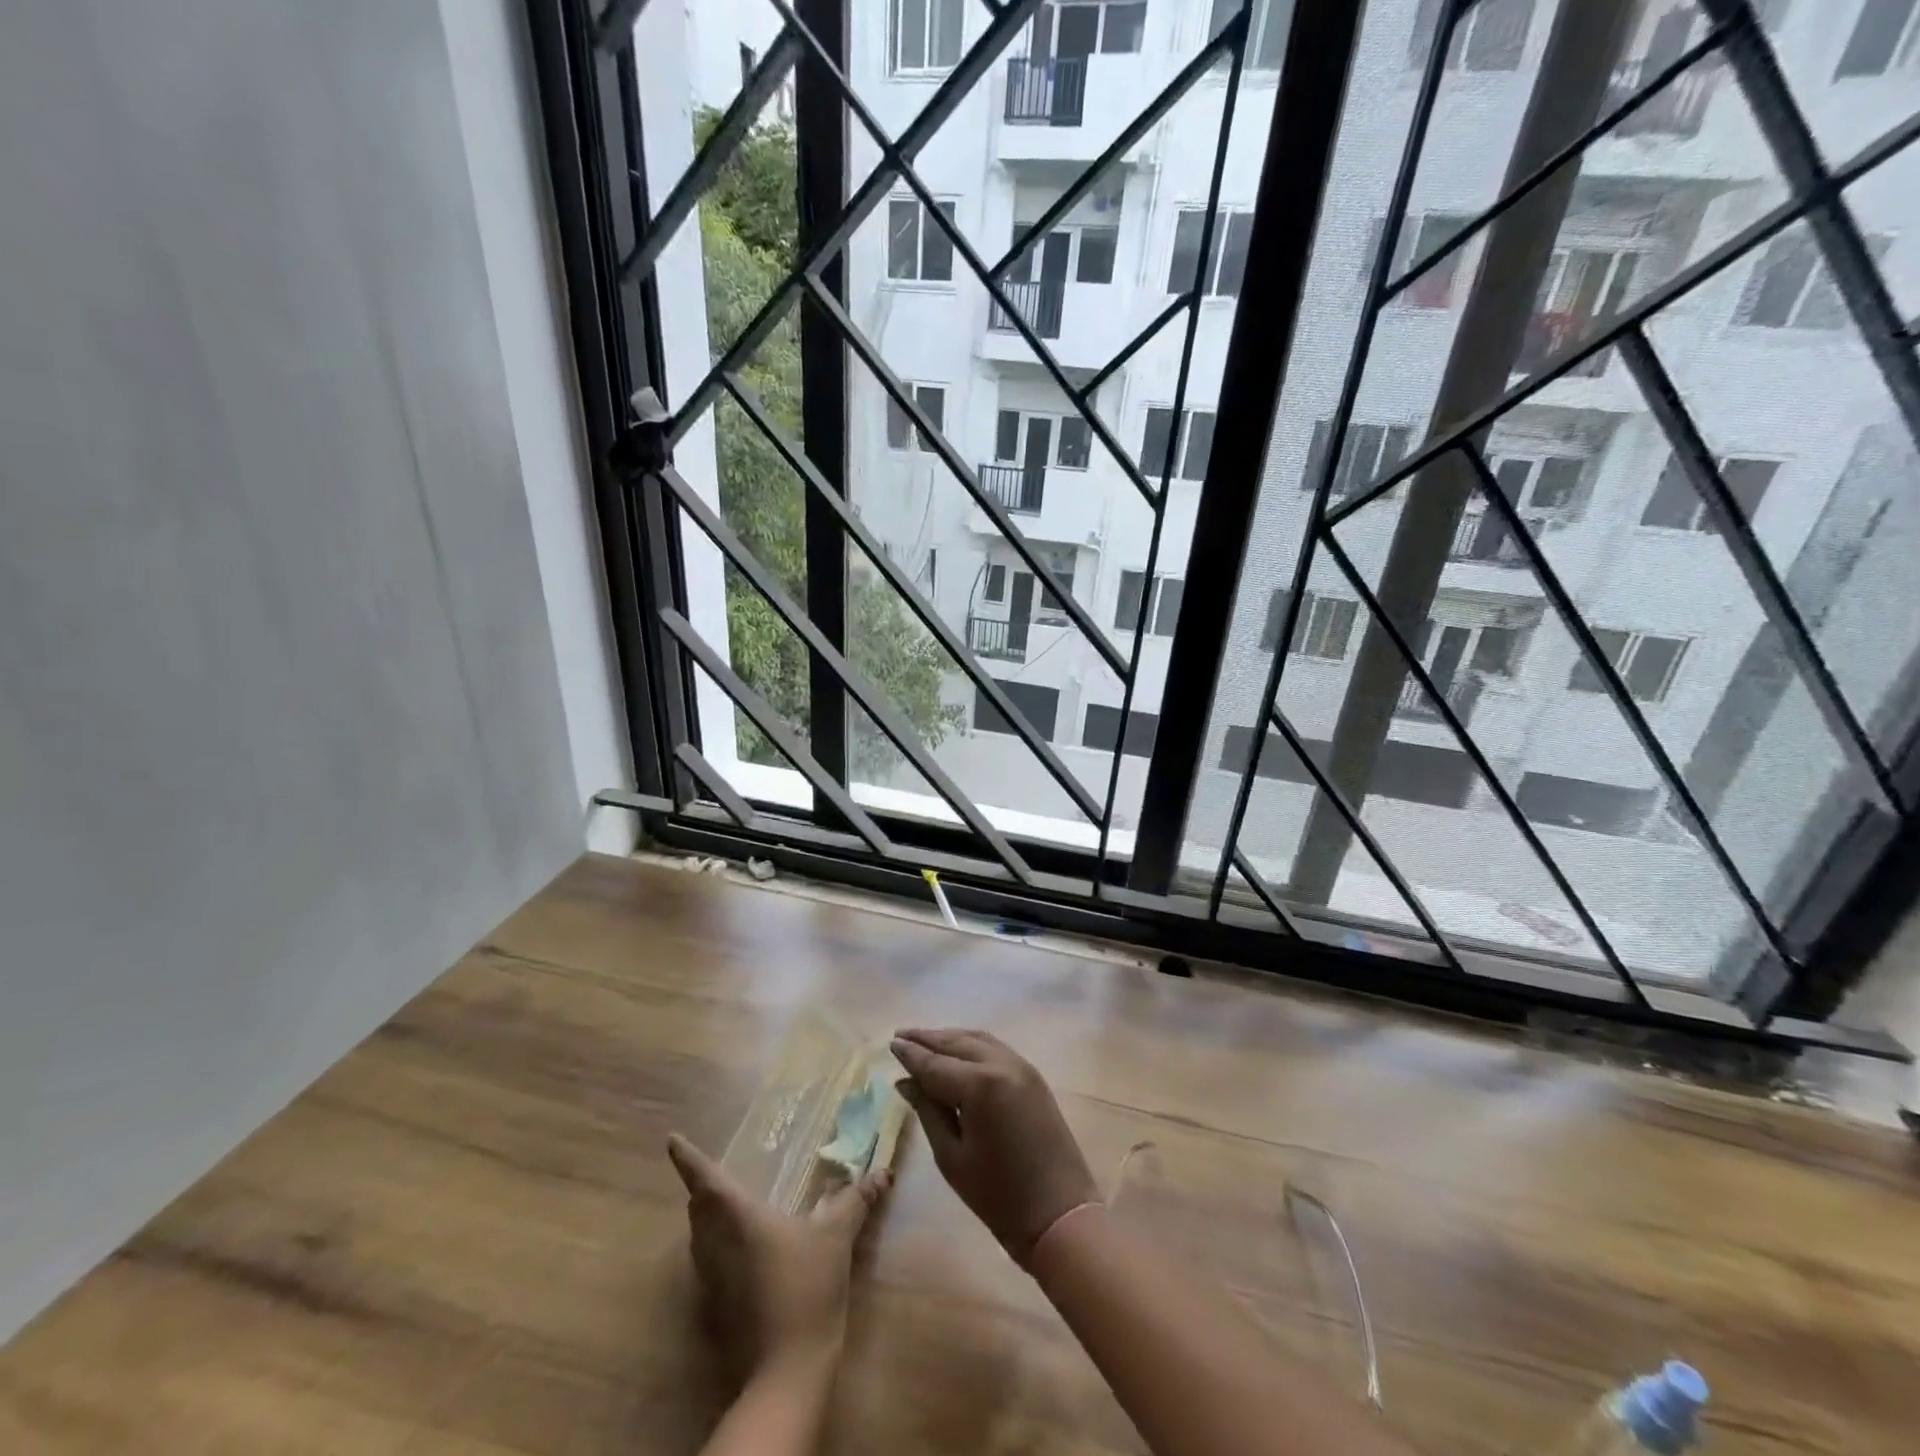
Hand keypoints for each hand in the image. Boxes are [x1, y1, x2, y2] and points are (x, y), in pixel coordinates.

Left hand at [667, 1133, 892, 1378]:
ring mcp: (713, 1279)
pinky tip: (740, 1249)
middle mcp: (716, 1245)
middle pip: (698, 1209)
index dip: (687, 1159)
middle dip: (701, 1188)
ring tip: (723, 1204)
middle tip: (710, 1171)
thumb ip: (856, 1201)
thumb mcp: (836, 1238)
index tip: (672, 1140)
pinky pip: (707, 1262)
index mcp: (738, 1219)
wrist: (786, 1371)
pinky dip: (715, 1245)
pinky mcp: (717, 1307)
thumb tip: (882, 1173)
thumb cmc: (806, 1288)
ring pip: (699, 1237)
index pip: (706, 1180)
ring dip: (706, 1217)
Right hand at [890, 1029, 1099, 1264]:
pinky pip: (995, 1048)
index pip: (935, 1063)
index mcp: (979, 1085)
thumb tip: (906, 1082)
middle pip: (957, 1043)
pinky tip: (958, 1051)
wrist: (1059, 1214)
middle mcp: (1001, 1064)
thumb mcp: (952, 1157)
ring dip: (950, 1038)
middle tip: (902, 1035)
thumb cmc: (998, 1196)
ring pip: (978, 1039)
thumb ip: (928, 1111)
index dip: (911, 1053)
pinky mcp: (1033, 1075)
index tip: (891, 1042)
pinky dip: (972, 1044)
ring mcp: (1021, 1066)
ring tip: (925, 1040)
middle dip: (928, 1038)